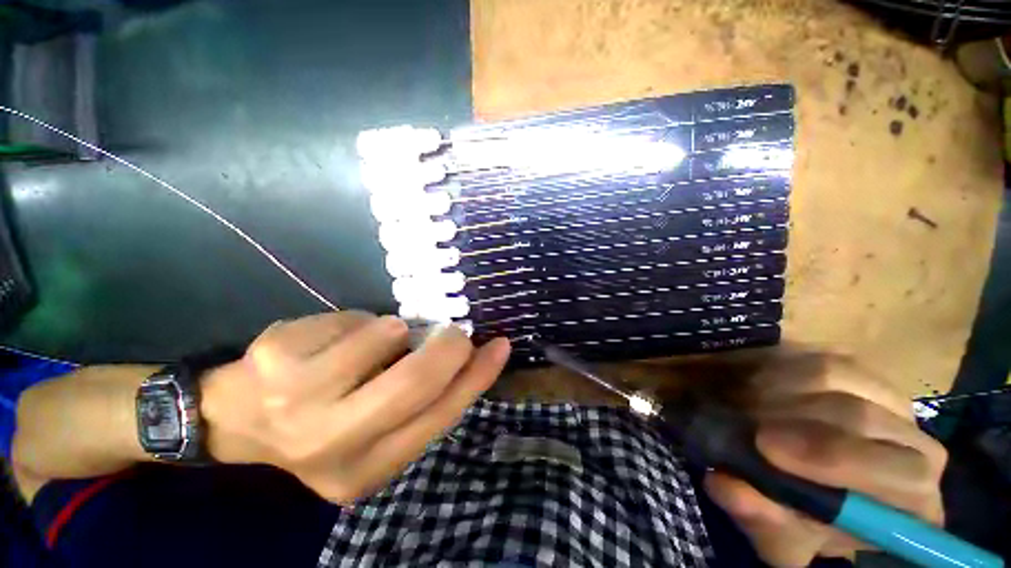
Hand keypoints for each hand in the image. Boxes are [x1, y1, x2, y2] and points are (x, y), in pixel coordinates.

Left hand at [201, 312, 510, 503]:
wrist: (236, 420)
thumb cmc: (324, 421)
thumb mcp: (377, 427)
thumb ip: (422, 400)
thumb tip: (466, 358)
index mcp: (369, 468)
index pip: (441, 415)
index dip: (477, 376)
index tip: (500, 346)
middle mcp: (334, 444)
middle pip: (417, 381)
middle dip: (447, 346)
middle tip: (454, 332)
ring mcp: (298, 403)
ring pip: (386, 337)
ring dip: (394, 330)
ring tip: (378, 339)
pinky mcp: (277, 360)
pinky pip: (352, 320)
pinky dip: (360, 321)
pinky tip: (337, 337)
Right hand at [704, 354, 947, 566]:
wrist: (801, 479)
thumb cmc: (800, 517)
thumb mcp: (778, 537)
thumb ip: (761, 520)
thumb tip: (727, 486)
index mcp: (913, 502)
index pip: (904, 478)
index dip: (835, 460)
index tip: (765, 448)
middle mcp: (914, 444)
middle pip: (863, 419)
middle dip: (796, 422)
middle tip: (746, 426)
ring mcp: (889, 397)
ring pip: (836, 377)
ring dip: (779, 392)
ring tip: (746, 408)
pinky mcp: (858, 368)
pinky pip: (816, 356)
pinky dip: (780, 370)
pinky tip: (760, 388)